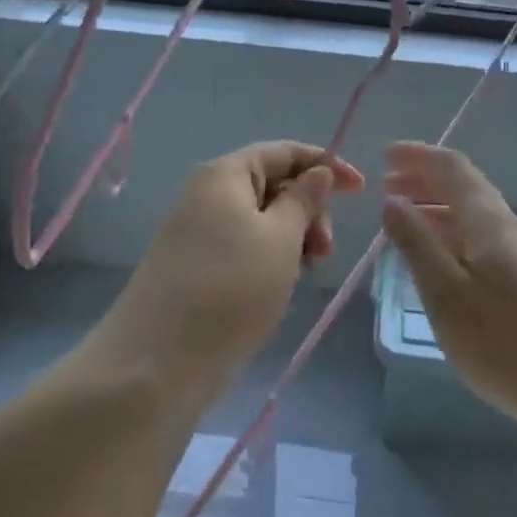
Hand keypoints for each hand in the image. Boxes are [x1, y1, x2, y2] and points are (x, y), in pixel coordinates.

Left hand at [96, 142, 363, 401]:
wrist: (156, 364)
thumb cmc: (230, 289)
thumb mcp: (281, 239)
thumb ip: (304, 200)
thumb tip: (318, 172)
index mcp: (224, 175)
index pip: (283, 152)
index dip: (325, 164)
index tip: (360, 189)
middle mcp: (206, 194)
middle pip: (271, 184)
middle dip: (307, 209)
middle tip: (326, 250)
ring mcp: (196, 232)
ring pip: (259, 219)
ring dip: (291, 237)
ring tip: (303, 272)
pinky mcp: (194, 266)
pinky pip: (242, 246)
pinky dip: (268, 257)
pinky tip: (279, 286)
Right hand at [381, 142, 516, 435]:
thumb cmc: (504, 342)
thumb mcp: (446, 294)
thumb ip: (417, 244)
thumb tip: (393, 202)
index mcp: (488, 221)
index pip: (452, 168)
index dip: (418, 156)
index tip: (384, 154)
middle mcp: (507, 226)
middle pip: (464, 186)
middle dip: (424, 178)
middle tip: (387, 183)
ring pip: (472, 212)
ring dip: (436, 205)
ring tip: (402, 215)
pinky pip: (479, 236)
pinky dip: (450, 231)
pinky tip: (437, 254)